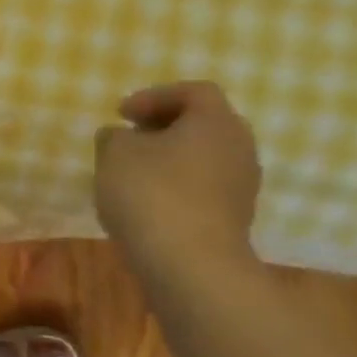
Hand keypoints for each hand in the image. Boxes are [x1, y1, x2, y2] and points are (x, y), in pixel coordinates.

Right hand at [94, 82, 262, 280]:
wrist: (189, 265)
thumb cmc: (151, 193)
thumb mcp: (114, 152)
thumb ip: (115, 136)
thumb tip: (122, 137)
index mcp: (216, 122)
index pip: (193, 92)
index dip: (154, 96)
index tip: (121, 114)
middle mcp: (239, 148)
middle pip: (203, 124)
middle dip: (164, 127)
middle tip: (130, 136)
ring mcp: (242, 186)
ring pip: (203, 158)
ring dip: (169, 159)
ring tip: (132, 172)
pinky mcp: (234, 219)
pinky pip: (203, 188)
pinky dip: (176, 186)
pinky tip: (146, 203)